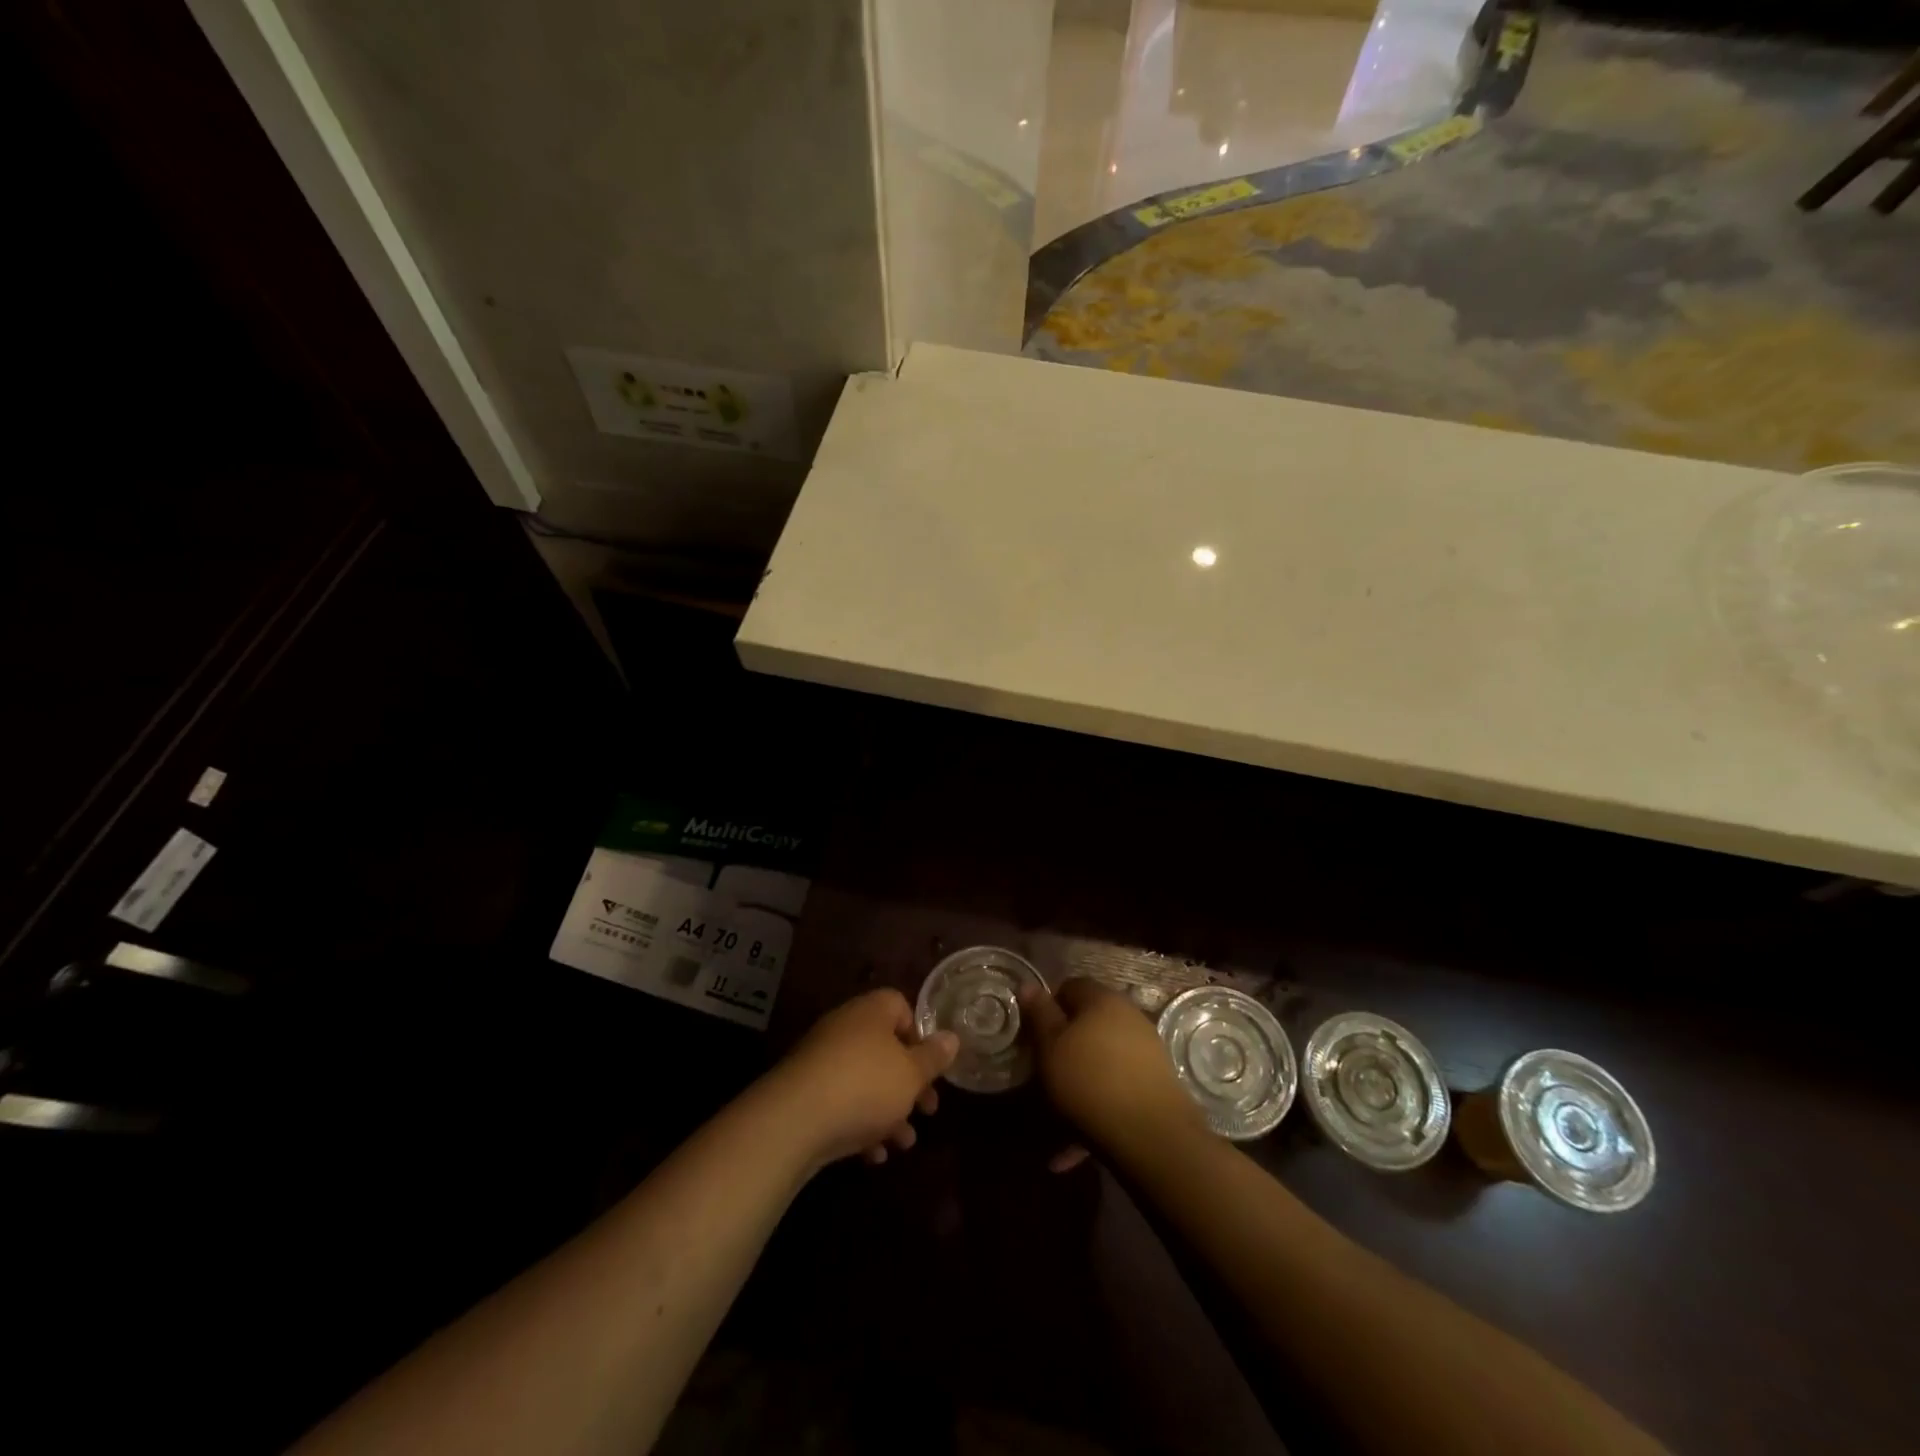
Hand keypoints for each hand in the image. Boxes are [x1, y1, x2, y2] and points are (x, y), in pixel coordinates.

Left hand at [767, 989, 958, 1169]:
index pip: (900, 1007)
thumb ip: (934, 1057)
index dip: (919, 1035)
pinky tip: (872, 1155)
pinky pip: (841, 1103)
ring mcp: (822, 1060)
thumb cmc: (866, 1085)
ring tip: (904, 1143)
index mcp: (871, 1012)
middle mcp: (845, 1028)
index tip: (931, 1066)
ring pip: (865, 1081)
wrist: (795, 1120)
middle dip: (909, 1083)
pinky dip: (859, 1125)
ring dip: (888, 1111)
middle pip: (885, 1049)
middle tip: (928, 1110)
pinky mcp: (805, 1093)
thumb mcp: (912, 1074)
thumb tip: (951, 1037)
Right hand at [1020, 979, 1203, 1170]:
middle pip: (1088, 1024)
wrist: (1151, 1135)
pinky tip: (1076, 1148)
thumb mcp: (1050, 1046)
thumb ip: (1039, 1014)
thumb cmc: (1089, 1081)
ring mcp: (1147, 1050)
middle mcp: (1128, 1016)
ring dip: (1080, 1084)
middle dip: (1066, 1048)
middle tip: (1046, 1073)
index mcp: (1101, 999)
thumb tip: (1029, 984)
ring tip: (1058, 1120)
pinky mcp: (1157, 1084)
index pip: (1070, 987)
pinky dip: (1097, 1109)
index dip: (1048, 1008)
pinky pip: (1117, 1090)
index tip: (1034, 1035)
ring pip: (1101, 1061)